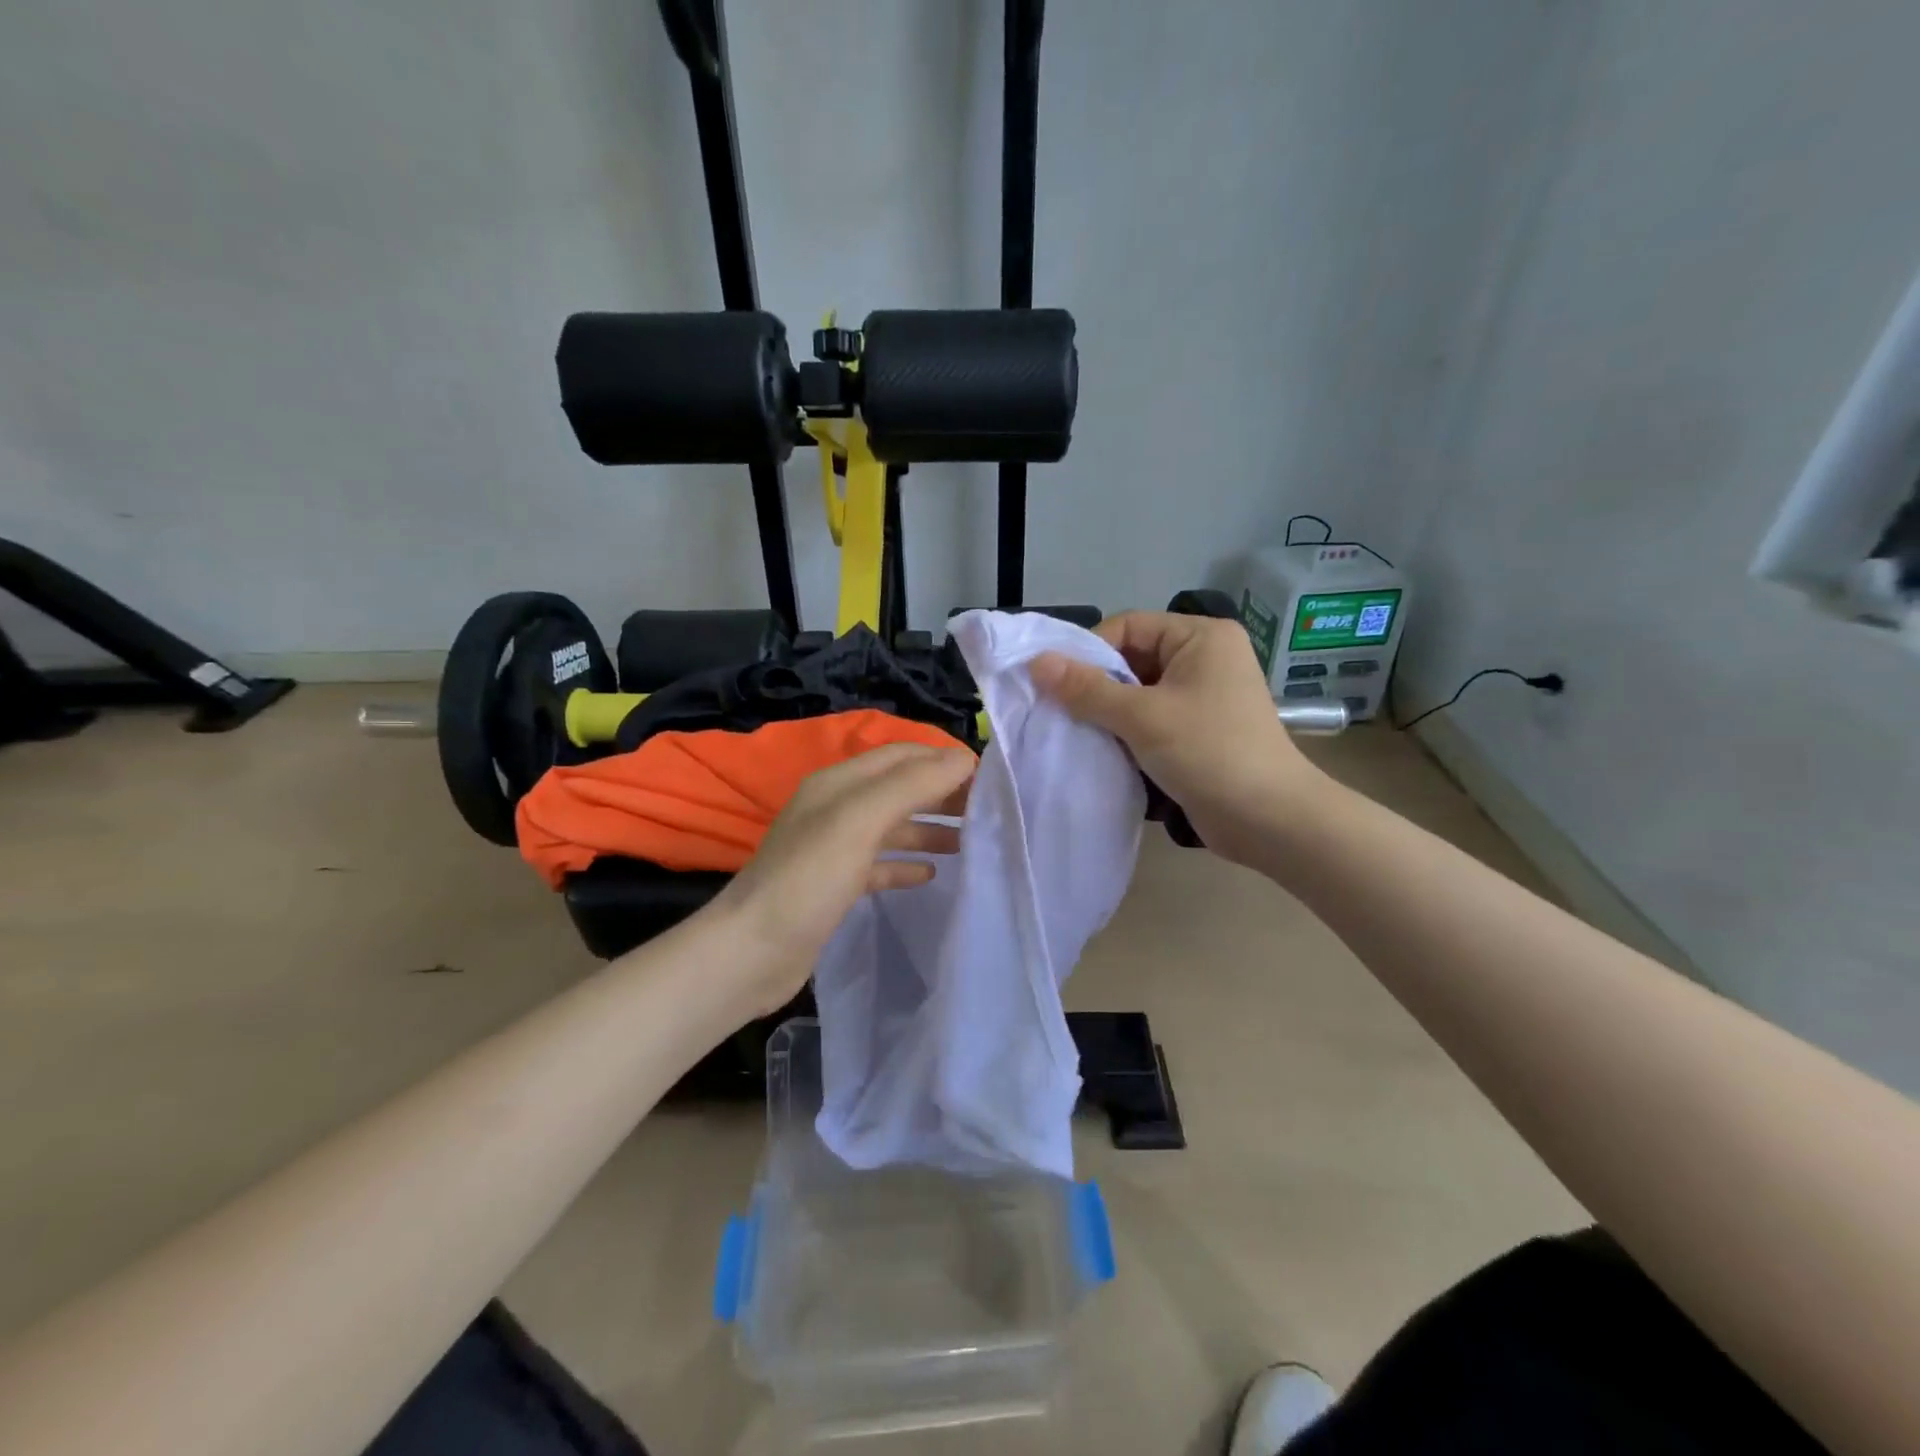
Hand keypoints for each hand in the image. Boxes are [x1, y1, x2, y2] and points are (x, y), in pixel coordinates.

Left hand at [711, 743, 975, 1016]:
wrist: (752, 953)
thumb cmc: (808, 879)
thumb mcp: (860, 821)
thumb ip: (911, 786)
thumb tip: (962, 759)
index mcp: (838, 783)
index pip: (900, 755)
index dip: (942, 759)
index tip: (988, 777)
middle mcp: (836, 808)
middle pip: (899, 789)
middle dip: (940, 793)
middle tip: (986, 811)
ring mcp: (834, 848)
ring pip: (892, 827)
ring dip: (929, 828)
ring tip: (970, 841)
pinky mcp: (835, 886)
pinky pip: (880, 865)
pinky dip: (906, 864)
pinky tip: (931, 874)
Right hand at [1028, 611, 1327, 867]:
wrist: (1270, 820)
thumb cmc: (1209, 752)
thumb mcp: (1142, 716)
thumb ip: (1087, 689)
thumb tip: (1036, 661)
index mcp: (1200, 637)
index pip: (1128, 626)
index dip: (1089, 651)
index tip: (1056, 684)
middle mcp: (1204, 658)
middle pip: (1132, 659)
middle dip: (1096, 685)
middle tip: (1059, 711)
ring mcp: (1203, 696)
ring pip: (1138, 693)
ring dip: (1107, 712)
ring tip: (1075, 732)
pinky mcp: (1199, 731)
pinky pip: (1151, 719)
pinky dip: (1126, 732)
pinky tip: (1102, 750)